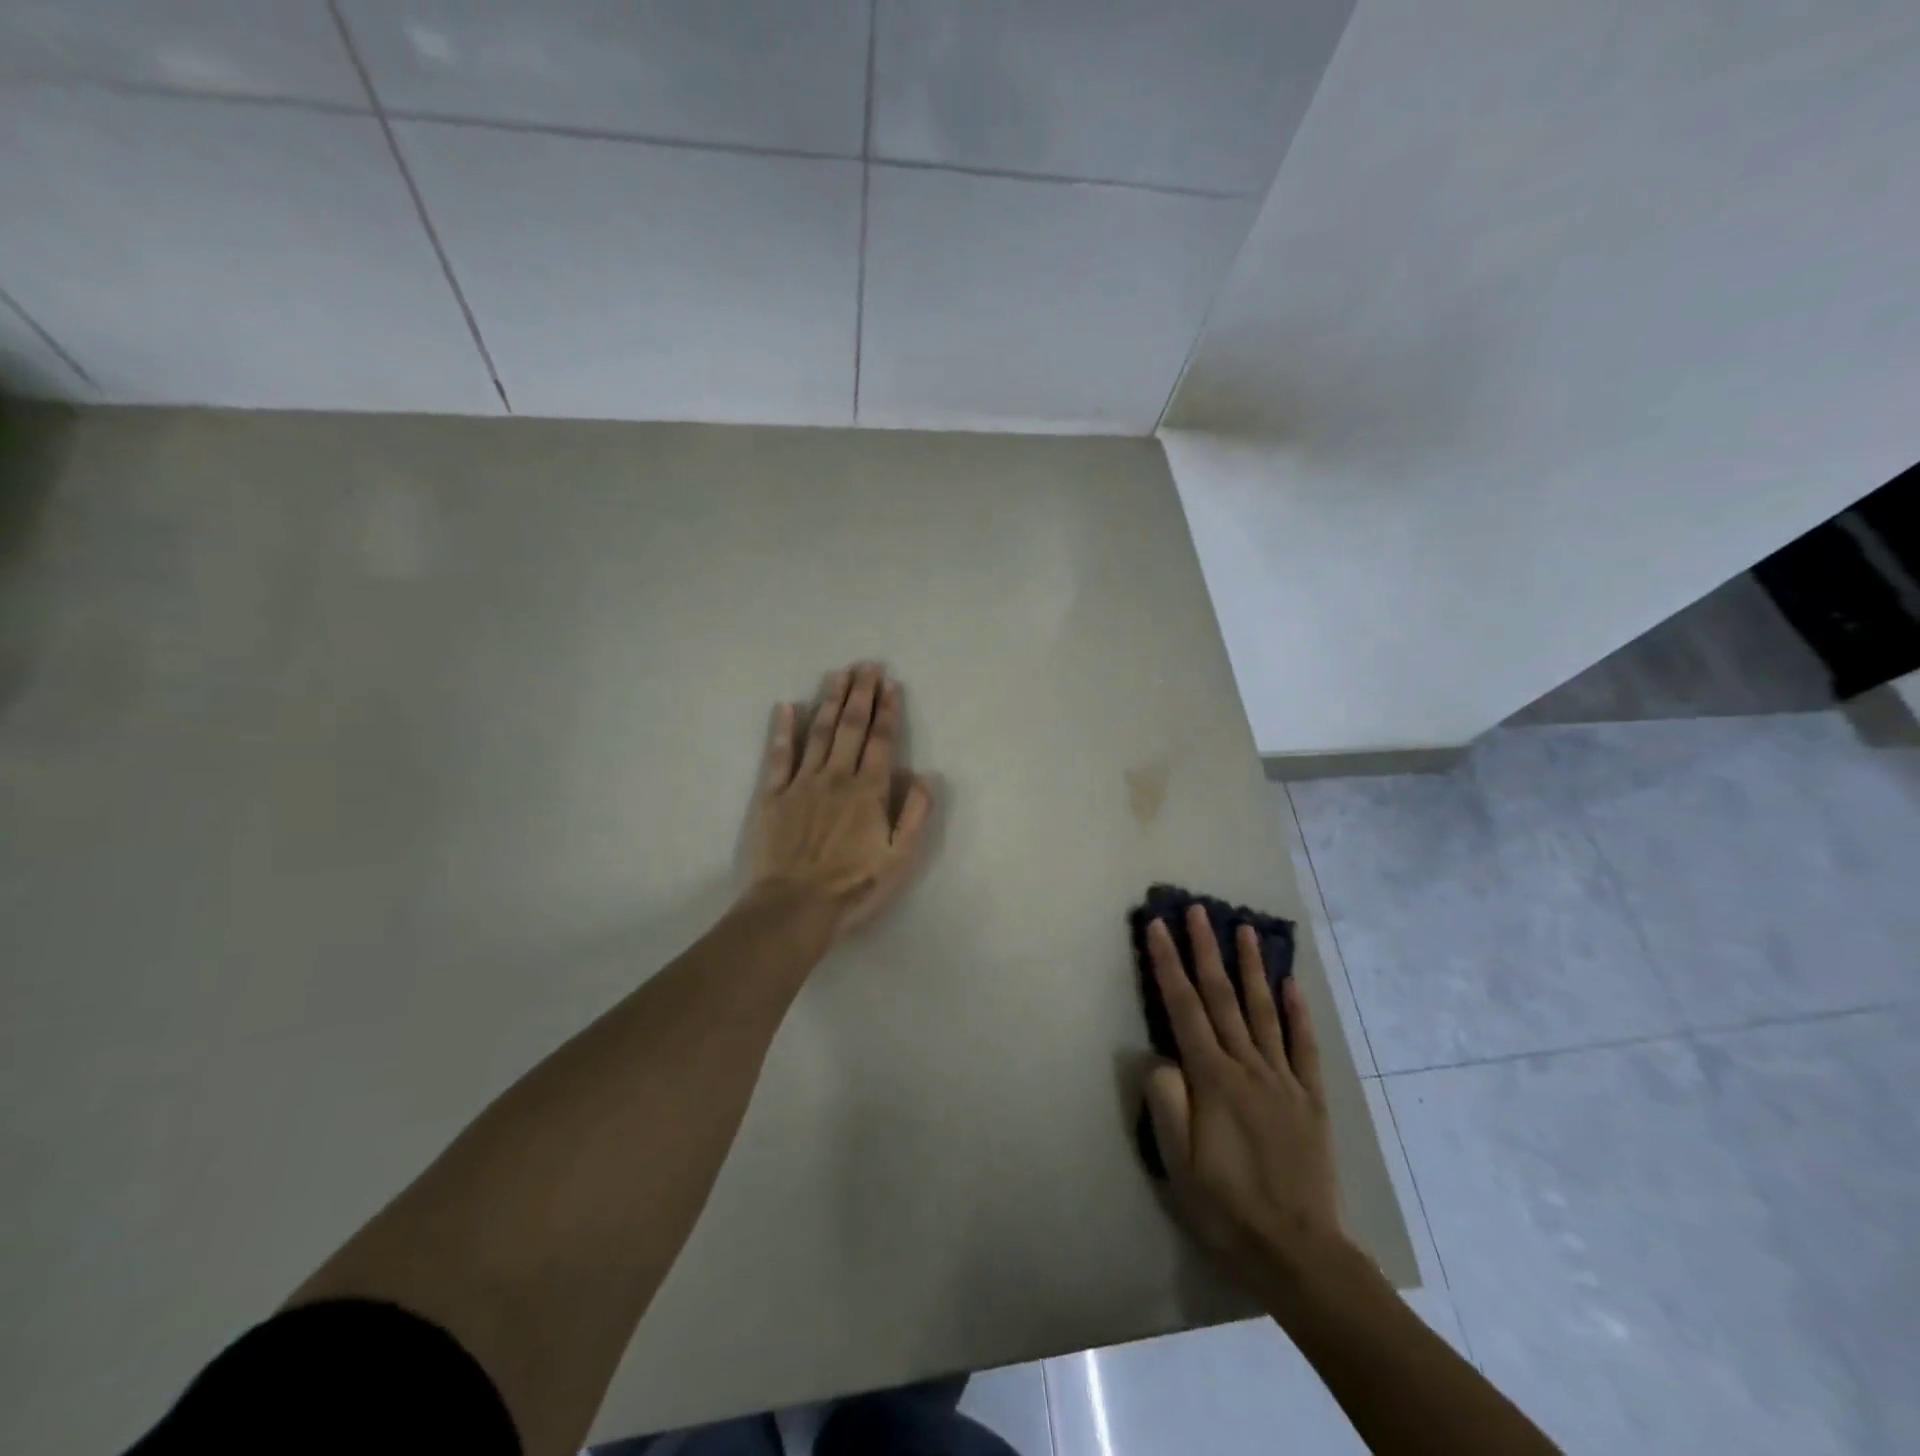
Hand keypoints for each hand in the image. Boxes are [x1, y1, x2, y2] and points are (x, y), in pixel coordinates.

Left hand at [746, 662, 934, 937]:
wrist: (794, 906)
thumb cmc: (852, 886)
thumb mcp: (899, 859)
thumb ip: (915, 815)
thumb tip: (925, 777)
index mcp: (869, 791)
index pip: (882, 741)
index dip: (888, 711)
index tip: (890, 685)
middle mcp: (837, 777)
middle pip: (851, 727)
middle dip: (861, 694)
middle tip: (866, 666)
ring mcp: (802, 783)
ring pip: (819, 732)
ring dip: (830, 700)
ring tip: (838, 674)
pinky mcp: (773, 795)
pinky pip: (779, 755)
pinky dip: (783, 730)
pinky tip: (787, 707)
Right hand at [1143, 905, 1347, 1291]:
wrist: (1299, 1252)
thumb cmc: (1227, 1208)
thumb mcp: (1178, 1163)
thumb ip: (1167, 1103)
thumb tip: (1161, 1057)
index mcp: (1212, 1079)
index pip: (1183, 1007)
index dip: (1167, 963)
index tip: (1156, 927)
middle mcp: (1248, 1066)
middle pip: (1222, 997)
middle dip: (1206, 949)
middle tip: (1197, 911)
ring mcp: (1283, 1080)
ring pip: (1263, 1010)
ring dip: (1251, 967)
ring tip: (1245, 930)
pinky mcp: (1310, 1099)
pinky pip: (1303, 1046)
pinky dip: (1297, 1012)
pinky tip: (1291, 984)